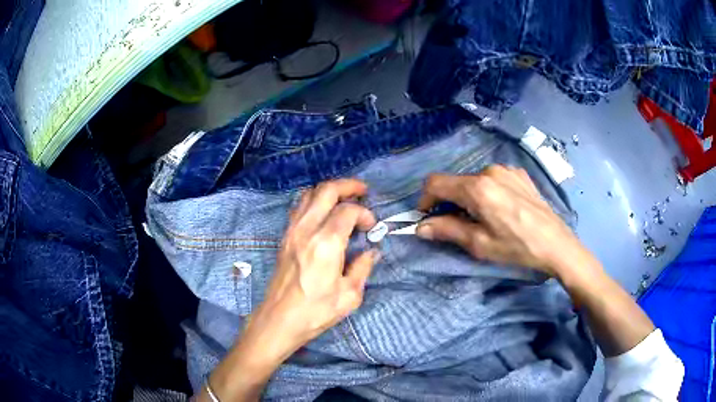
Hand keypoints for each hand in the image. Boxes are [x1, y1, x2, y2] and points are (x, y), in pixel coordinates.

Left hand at [251, 178, 378, 353]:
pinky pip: (299, 207)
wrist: (279, 319)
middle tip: (362, 191)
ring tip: (344, 199)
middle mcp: (306, 229)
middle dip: (347, 186)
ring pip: (309, 194)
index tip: (371, 226)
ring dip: (329, 191)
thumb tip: (371, 251)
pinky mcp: (284, 237)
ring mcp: (292, 231)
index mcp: (326, 243)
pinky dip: (314, 201)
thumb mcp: (350, 295)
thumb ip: (363, 267)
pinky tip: (324, 213)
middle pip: (326, 190)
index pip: (347, 211)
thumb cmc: (316, 311)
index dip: (364, 213)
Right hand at [416, 165, 587, 276]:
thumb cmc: (517, 247)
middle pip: (456, 182)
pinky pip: (494, 180)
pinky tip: (501, 210)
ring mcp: (507, 170)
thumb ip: (447, 230)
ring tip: (483, 219)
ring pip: (475, 181)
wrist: (556, 244)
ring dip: (469, 198)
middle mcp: (490, 171)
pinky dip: (488, 193)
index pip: (436, 183)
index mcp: (478, 188)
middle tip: (457, 225)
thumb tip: (421, 227)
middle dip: (449, 202)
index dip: (425, 199)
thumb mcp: (479, 244)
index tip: (427, 217)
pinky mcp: (519, 175)